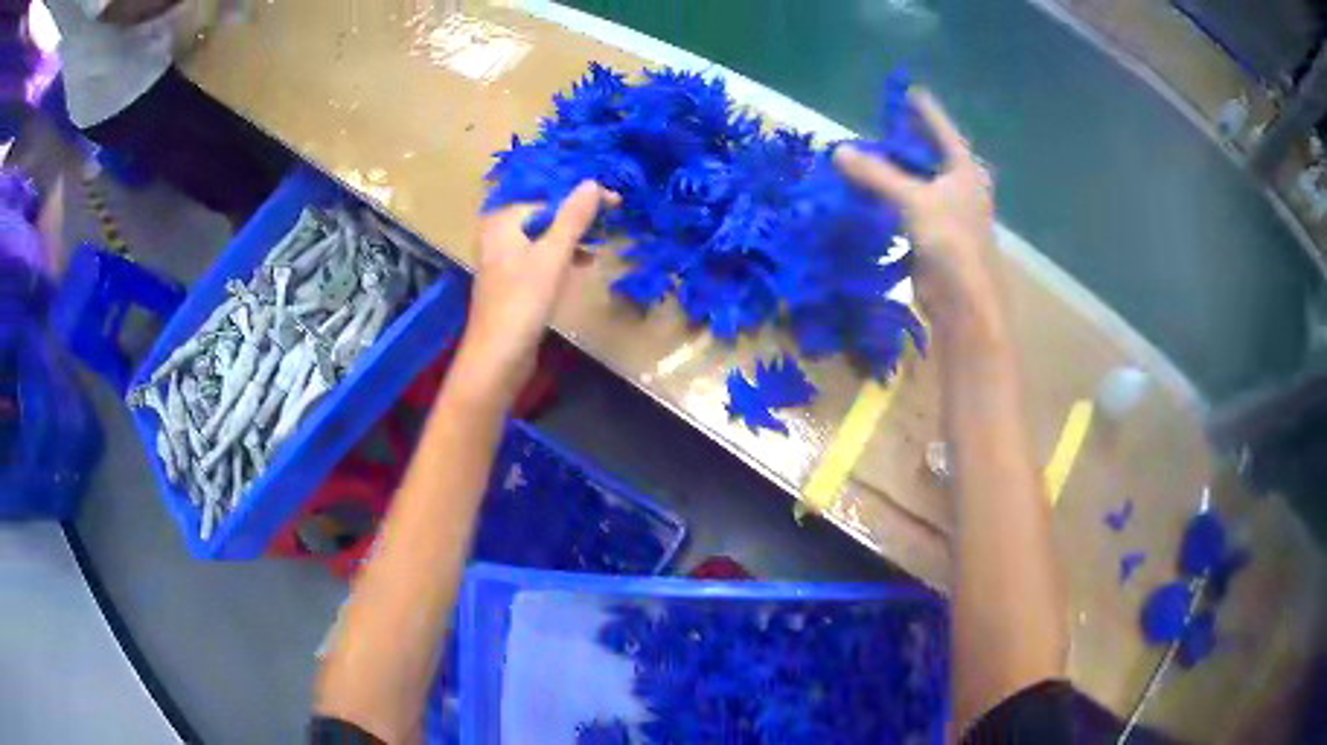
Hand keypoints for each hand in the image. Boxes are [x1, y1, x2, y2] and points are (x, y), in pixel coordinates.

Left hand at [452, 181, 616, 403]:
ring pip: (543, 237)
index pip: (548, 198)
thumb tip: (593, 183)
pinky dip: (560, 257)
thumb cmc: (523, 302)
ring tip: (600, 241)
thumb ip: (573, 218)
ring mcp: (502, 260)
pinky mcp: (510, 282)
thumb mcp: (553, 255)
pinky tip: (582, 264)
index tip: (615, 203)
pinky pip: (539, 257)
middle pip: (544, 215)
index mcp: (502, 221)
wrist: (498, 357)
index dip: (582, 198)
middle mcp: (498, 235)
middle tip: (610, 219)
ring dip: (572, 237)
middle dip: (577, 216)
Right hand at [834, 90, 1001, 337]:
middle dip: (906, 143)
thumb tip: (838, 152)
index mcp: (965, 171)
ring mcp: (949, 214)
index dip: (927, 112)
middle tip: (880, 126)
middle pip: (931, 157)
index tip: (911, 91)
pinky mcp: (934, 238)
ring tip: (867, 157)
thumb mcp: (912, 199)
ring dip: (895, 174)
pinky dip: (891, 201)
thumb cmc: (950, 240)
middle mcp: (960, 188)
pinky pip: (909, 210)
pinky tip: (869, 195)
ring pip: (918, 185)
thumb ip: (877, 174)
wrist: (963, 301)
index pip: (943, 131)